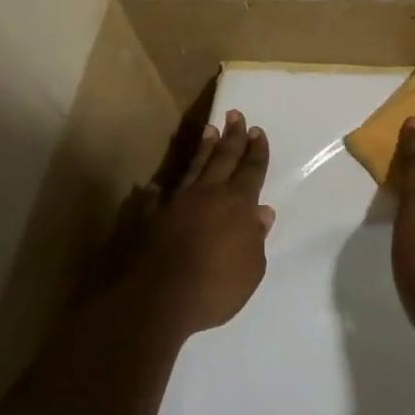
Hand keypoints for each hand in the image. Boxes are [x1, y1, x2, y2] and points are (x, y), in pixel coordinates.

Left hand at [135, 110, 273, 335]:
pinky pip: (160, 197)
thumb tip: (262, 212)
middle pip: (223, 158)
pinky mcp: (153, 216)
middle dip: (232, 136)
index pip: (251, 171)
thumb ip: (256, 238)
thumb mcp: (251, 270)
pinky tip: (156, 185)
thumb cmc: (215, 288)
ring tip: (209, 130)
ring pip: (194, 167)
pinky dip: (161, 190)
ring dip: (204, 148)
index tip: (257, 131)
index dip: (256, 151)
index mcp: (237, 205)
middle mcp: (208, 195)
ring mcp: (178, 202)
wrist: (159, 299)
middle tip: (236, 114)